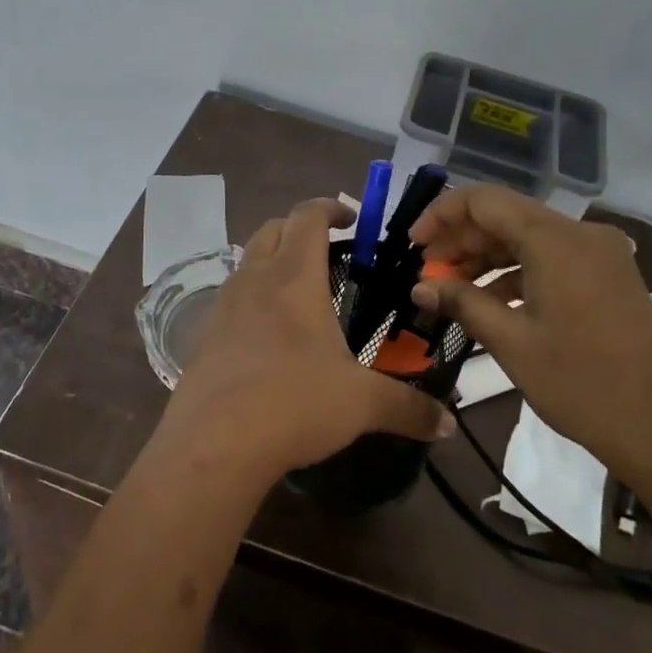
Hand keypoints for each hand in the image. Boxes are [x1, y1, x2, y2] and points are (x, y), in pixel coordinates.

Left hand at [156, 198, 454, 485]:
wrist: (212, 445)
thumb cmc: (294, 404)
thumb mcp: (362, 404)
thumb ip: (409, 408)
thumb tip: (448, 424)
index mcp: (294, 278)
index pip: (308, 216)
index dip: (331, 207)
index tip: (353, 220)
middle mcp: (255, 279)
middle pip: (272, 228)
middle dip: (301, 228)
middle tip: (330, 251)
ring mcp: (223, 306)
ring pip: (248, 261)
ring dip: (273, 260)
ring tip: (301, 293)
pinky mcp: (203, 336)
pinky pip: (230, 298)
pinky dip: (253, 298)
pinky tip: (270, 336)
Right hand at [409, 186, 651, 482]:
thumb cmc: (581, 384)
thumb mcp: (511, 342)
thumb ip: (462, 302)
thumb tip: (419, 286)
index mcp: (556, 239)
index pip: (484, 200)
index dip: (442, 216)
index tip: (414, 246)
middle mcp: (581, 233)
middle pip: (507, 216)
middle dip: (462, 240)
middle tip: (428, 273)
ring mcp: (600, 254)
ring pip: (528, 237)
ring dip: (487, 257)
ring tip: (452, 289)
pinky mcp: (609, 276)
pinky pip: (552, 258)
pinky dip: (517, 272)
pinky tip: (492, 301)